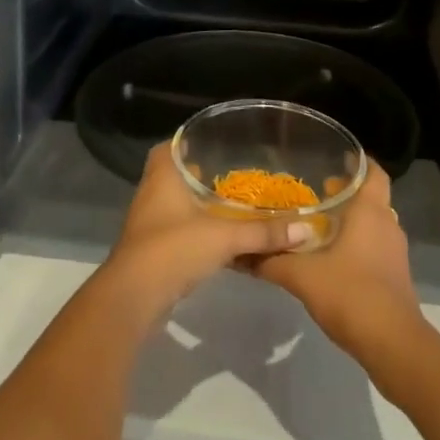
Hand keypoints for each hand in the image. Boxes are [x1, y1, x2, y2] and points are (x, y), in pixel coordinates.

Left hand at [102, 143, 316, 320]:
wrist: (134, 297)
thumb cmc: (174, 248)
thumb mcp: (224, 238)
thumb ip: (263, 233)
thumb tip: (305, 229)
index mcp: (163, 176)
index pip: (169, 146)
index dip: (185, 142)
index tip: (210, 142)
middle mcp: (151, 193)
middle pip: (172, 174)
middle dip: (195, 174)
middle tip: (226, 172)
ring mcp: (148, 223)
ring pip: (172, 203)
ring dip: (194, 203)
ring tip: (226, 203)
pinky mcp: (150, 250)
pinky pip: (174, 229)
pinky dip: (192, 229)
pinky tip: (214, 238)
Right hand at [250, 162, 426, 363]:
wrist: (393, 345)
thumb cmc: (351, 295)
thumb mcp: (302, 276)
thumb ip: (271, 261)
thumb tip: (241, 253)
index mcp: (370, 212)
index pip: (373, 172)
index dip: (358, 162)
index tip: (337, 157)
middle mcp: (386, 224)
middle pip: (371, 197)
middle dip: (347, 192)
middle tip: (319, 191)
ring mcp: (394, 252)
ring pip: (373, 223)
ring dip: (352, 219)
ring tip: (320, 224)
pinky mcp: (394, 276)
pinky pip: (375, 246)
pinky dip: (357, 243)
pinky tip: (332, 257)